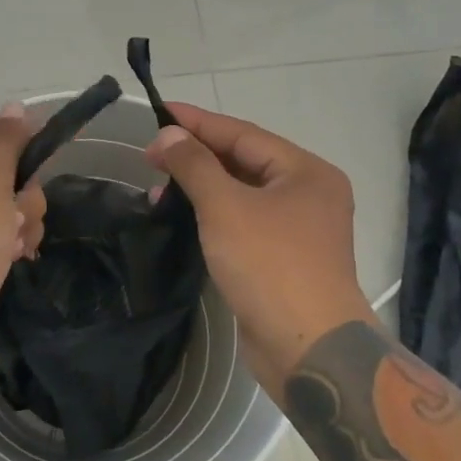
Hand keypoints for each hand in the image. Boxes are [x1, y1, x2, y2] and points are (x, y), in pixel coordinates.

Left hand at [0, 103, 45, 418]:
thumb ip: (4, 142)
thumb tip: (15, 106)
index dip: (17, 156)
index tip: (39, 170)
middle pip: (1, 183)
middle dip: (21, 200)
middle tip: (15, 221)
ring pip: (6, 218)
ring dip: (22, 228)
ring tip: (16, 250)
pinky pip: (1, 249)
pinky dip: (13, 253)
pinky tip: (16, 265)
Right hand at [146, 103, 375, 388]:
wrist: (309, 349)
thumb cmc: (270, 265)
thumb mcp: (226, 207)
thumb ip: (195, 164)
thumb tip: (169, 134)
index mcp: (305, 172)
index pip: (243, 133)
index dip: (198, 122)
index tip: (159, 110)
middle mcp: (307, 194)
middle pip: (242, 161)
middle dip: (196, 155)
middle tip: (151, 153)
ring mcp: (296, 229)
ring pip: (240, 193)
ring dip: (199, 186)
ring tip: (156, 186)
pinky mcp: (281, 259)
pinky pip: (241, 222)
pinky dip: (210, 214)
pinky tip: (180, 216)